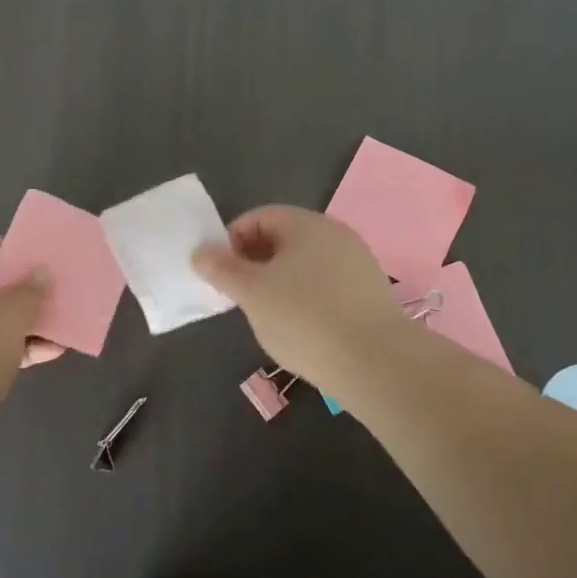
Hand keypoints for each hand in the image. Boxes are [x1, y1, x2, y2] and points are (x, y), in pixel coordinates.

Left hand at [0, 236, 63, 419]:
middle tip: (50, 294)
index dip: (7, 249)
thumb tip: (41, 271)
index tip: (35, 261)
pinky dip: (15, 349)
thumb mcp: (10, 315)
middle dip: (21, 290)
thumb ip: (30, 291)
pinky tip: (47, 354)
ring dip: (24, 323)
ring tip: (57, 327)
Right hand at [191, 206, 404, 385]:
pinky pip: (327, 283)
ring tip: (268, 315)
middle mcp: (334, 233)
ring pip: (306, 262)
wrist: (376, 361)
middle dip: (255, 261)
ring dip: (280, 280)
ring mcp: (357, 261)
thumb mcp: (252, 293)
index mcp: (305, 223)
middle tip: (240, 295)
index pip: (259, 217)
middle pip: (284, 237)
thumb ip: (223, 269)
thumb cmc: (304, 318)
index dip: (233, 240)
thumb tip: (200, 251)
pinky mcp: (370, 291)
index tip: (221, 273)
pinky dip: (307, 296)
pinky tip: (303, 327)